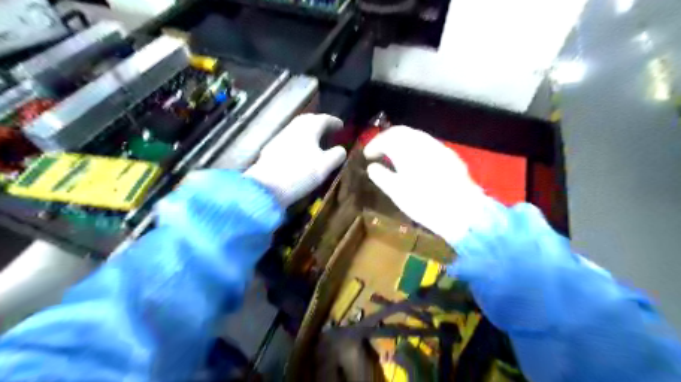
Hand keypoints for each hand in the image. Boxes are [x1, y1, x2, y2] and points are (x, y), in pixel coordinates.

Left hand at [244, 113, 347, 206]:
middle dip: (319, 123)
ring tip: (317, 139)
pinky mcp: (271, 149)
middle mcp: (293, 128)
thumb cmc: (300, 173)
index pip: (323, 119)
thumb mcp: (325, 166)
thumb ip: (336, 155)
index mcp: (308, 128)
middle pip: (308, 120)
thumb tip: (341, 149)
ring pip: (297, 129)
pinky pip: (290, 138)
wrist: (267, 186)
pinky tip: (301, 150)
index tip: (342, 126)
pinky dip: (299, 140)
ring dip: (308, 131)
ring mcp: (280, 137)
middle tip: (329, 129)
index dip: (334, 122)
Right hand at [361, 125, 488, 244]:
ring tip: (394, 156)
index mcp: (407, 149)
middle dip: (387, 139)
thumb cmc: (424, 202)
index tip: (367, 155)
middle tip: (378, 151)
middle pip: (401, 132)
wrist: (462, 211)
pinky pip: (428, 144)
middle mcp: (423, 142)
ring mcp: (438, 147)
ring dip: (402, 142)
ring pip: (416, 136)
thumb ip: (381, 176)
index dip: (374, 144)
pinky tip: (415, 161)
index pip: (386, 138)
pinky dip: (415, 147)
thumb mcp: (396, 192)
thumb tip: (372, 167)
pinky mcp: (449, 156)